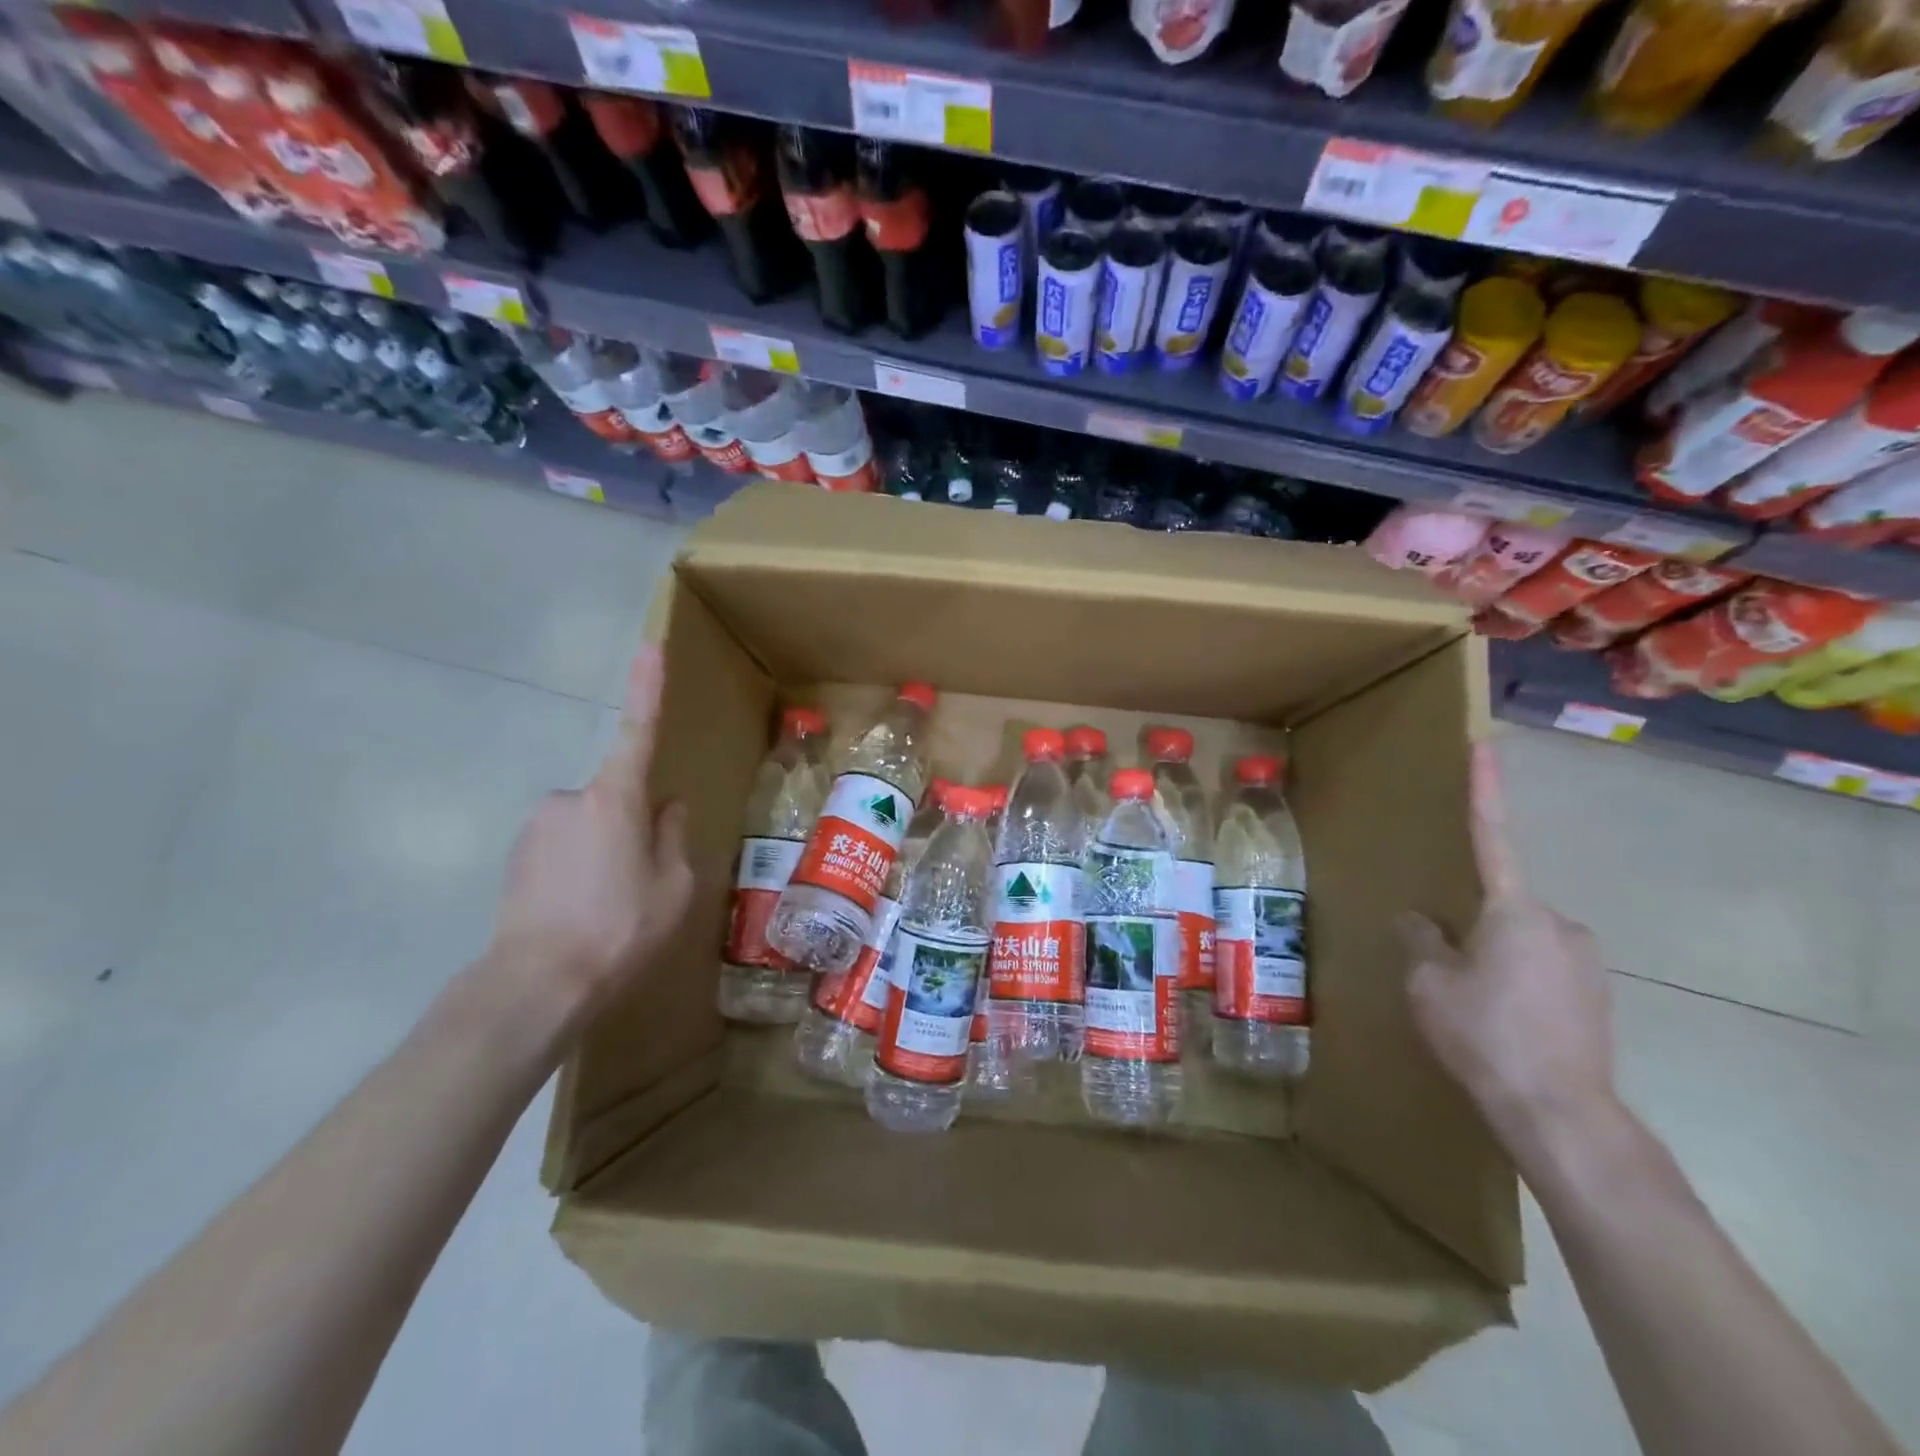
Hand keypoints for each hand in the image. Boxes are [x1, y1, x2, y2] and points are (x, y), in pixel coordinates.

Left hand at [486, 647, 693, 1033]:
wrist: (536, 985)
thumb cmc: (621, 928)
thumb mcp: (674, 886)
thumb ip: (674, 837)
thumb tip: (667, 808)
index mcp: (616, 799)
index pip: (638, 731)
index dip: (647, 689)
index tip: (649, 646)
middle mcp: (569, 799)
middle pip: (617, 798)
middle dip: (633, 826)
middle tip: (642, 882)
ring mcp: (537, 827)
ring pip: (589, 827)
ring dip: (605, 852)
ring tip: (609, 907)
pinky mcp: (515, 856)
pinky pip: (562, 849)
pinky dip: (577, 870)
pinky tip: (581, 912)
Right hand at [1396, 742, 1616, 1154]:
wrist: (1560, 1114)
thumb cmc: (1483, 1034)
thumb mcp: (1428, 983)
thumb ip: (1420, 941)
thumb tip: (1419, 921)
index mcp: (1513, 910)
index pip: (1492, 837)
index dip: (1485, 790)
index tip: (1486, 746)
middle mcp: (1559, 923)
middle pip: (1500, 906)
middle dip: (1471, 926)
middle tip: (1446, 968)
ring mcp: (1585, 961)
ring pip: (1520, 942)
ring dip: (1493, 958)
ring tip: (1471, 1005)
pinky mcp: (1597, 996)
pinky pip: (1541, 970)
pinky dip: (1516, 983)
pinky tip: (1501, 1024)